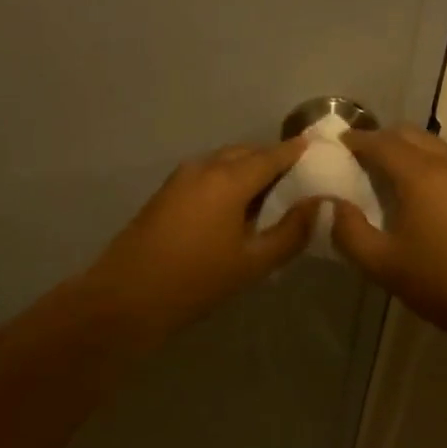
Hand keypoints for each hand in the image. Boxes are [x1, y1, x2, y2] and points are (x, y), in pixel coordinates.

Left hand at [81, 138, 321, 345]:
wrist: (126, 297)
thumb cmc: (196, 280)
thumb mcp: (252, 263)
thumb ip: (291, 232)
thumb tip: (320, 205)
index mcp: (229, 179)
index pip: (272, 155)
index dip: (297, 151)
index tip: (319, 150)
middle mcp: (205, 167)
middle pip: (247, 153)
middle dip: (273, 160)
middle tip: (298, 180)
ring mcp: (181, 177)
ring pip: (224, 161)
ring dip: (248, 170)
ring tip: (270, 196)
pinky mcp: (166, 192)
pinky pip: (207, 173)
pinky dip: (228, 179)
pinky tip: (236, 207)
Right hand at [331, 125, 446, 341]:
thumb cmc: (440, 283)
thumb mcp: (382, 264)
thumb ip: (349, 232)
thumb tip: (334, 206)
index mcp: (420, 175)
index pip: (381, 142)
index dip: (356, 139)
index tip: (337, 143)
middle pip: (408, 134)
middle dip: (380, 139)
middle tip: (358, 158)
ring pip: (431, 144)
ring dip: (405, 149)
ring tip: (386, 174)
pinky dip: (426, 161)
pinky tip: (418, 191)